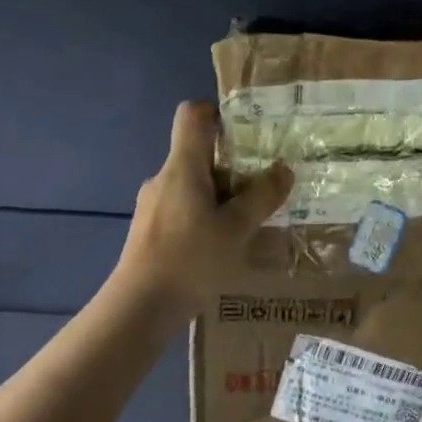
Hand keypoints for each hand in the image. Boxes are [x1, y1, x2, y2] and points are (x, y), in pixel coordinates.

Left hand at [112, 101, 291, 311]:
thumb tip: (283, 170)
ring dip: (221, 195)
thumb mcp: (236, 229)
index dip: (218, 113)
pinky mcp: (150, 230)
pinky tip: (222, 245)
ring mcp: (153, 205)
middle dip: (232, 165)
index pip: (192, 114)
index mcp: (182, 166)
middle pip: (198, 153)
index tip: (246, 133)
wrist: (138, 309)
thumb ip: (261, 197)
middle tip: (262, 185)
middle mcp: (163, 178)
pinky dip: (205, 216)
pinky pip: (183, 208)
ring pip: (192, 184)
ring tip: (248, 221)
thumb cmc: (189, 260)